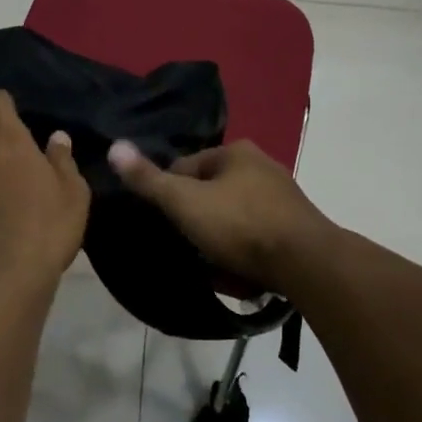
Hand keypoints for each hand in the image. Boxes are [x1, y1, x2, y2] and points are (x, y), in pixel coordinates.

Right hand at [107, 139, 338, 293]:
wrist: (307, 263)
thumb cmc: (240, 225)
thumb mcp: (185, 202)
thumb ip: (149, 179)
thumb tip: (115, 146)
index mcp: (236, 152)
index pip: (186, 167)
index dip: (170, 195)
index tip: (166, 224)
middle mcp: (262, 166)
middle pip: (212, 193)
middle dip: (198, 220)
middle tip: (189, 248)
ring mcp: (282, 197)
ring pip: (234, 217)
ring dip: (221, 240)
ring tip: (213, 267)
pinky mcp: (296, 227)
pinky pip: (257, 238)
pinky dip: (245, 253)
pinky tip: (240, 275)